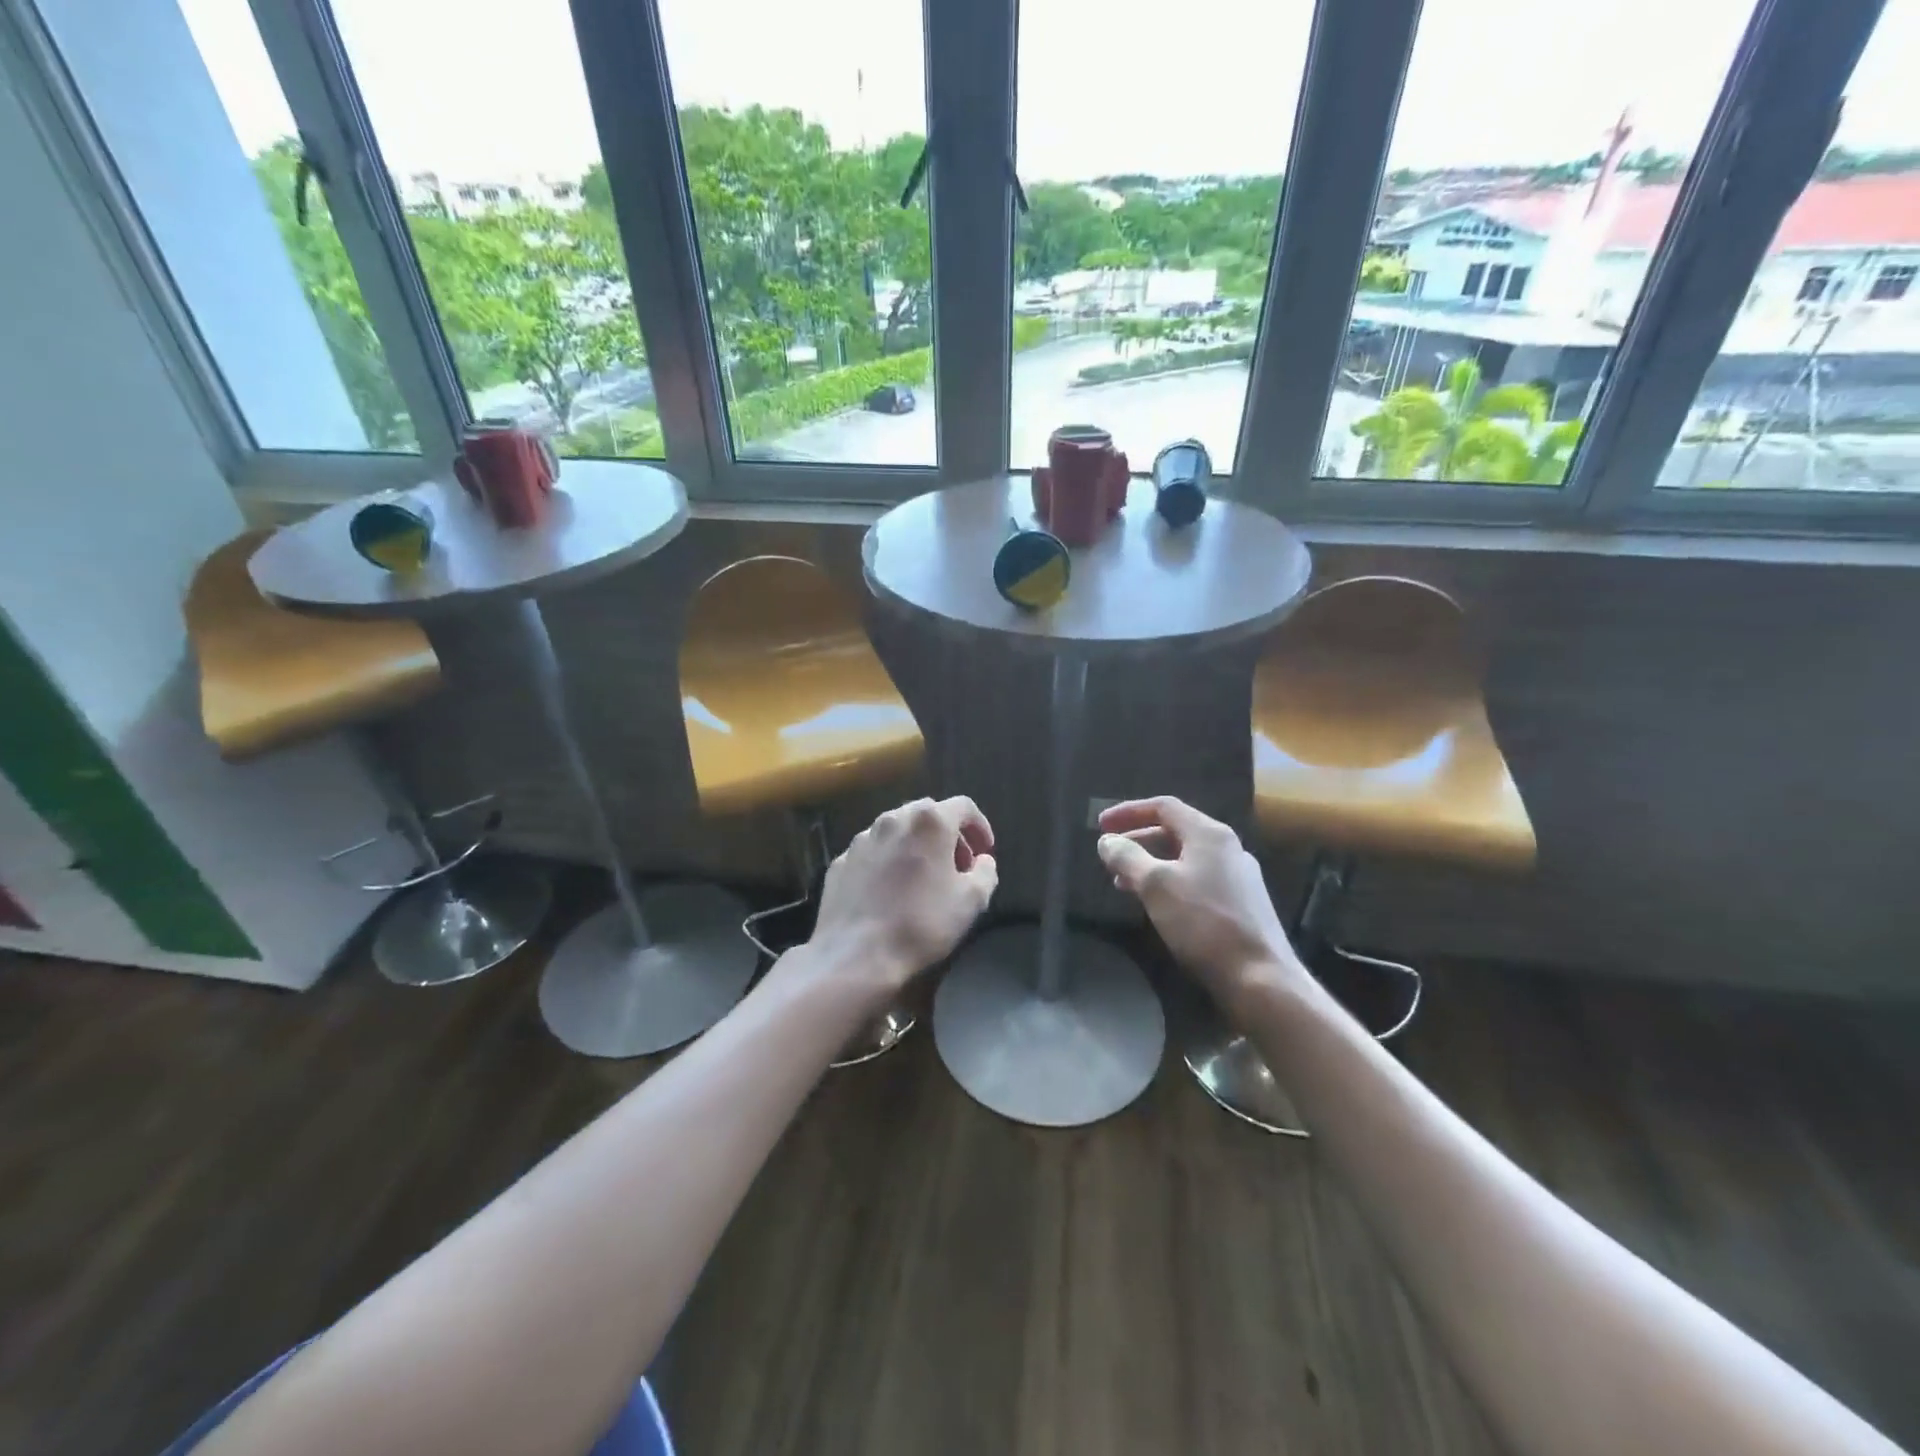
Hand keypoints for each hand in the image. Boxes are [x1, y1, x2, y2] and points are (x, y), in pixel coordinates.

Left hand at [807, 796, 997, 999]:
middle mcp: (893, 819)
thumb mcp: (972, 902)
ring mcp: (862, 839)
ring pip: (897, 830)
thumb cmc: (921, 924)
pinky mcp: (841, 861)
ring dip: (916, 845)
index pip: (964, 806)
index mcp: (929, 822)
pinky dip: (888, 861)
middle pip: (928, 813)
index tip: (985, 852)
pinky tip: (890, 891)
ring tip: (923, 878)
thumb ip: (986, 872)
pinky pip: (873, 852)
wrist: (855, 955)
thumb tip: (983, 861)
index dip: (980, 826)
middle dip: (948, 834)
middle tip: (957, 866)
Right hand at [1097, 797, 1305, 1011]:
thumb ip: (1128, 857)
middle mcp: (1227, 848)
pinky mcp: (1241, 904)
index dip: (1128, 812)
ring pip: (1185, 858)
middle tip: (1109, 855)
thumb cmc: (1203, 923)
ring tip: (1122, 883)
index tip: (1100, 825)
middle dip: (1137, 840)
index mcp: (1209, 834)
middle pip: (1175, 831)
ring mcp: (1237, 877)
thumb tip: (1107, 841)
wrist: (1260, 978)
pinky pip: (1196, 880)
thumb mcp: (1155, 886)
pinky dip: (1169, 882)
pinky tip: (1155, 904)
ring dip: (1150, 864)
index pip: (1164, 807)